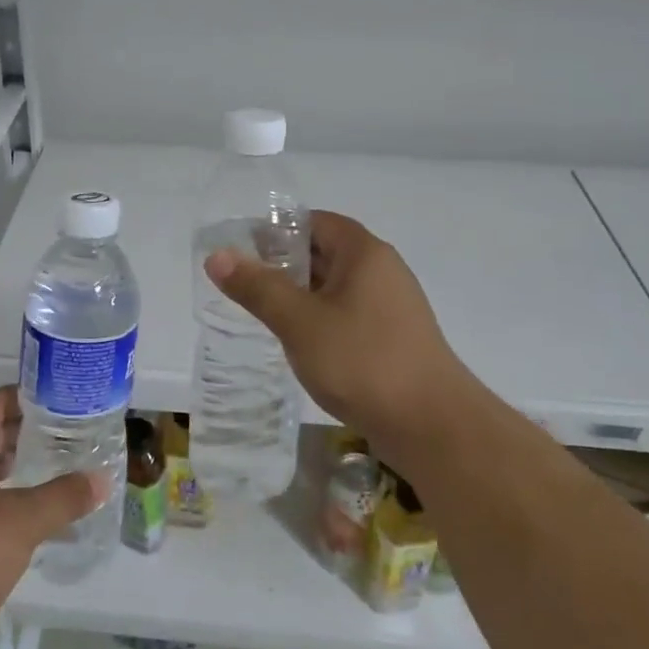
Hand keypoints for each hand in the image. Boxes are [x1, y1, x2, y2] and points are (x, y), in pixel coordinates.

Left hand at [0, 387, 105, 648]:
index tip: (69, 399)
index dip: (31, 396)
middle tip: (75, 433)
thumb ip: (63, 497)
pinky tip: (35, 512)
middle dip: (31, 432)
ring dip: (20, 467)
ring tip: (62, 467)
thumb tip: (102, 480)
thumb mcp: (20, 523)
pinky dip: (7, 498)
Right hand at [205, 210, 473, 472]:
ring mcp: (391, 306)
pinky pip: (348, 314)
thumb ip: (257, 287)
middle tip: (243, 283)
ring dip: (301, 295)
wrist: (432, 426)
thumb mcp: (299, 322)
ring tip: (262, 312)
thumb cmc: (362, 361)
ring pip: (335, 287)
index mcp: (363, 253)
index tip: (242, 250)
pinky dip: (320, 318)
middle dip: (284, 264)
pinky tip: (298, 342)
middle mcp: (382, 270)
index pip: (314, 221)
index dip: (277, 230)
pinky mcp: (393, 338)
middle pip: (325, 252)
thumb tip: (217, 256)